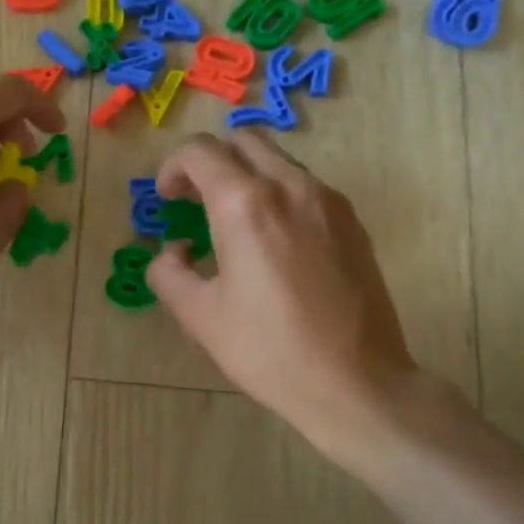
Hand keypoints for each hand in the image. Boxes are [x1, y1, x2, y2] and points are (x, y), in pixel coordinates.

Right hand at [147, 133, 420, 463]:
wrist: (356, 383)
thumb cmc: (268, 351)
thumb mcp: (198, 316)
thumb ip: (168, 272)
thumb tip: (174, 252)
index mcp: (245, 205)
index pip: (199, 152)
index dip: (172, 167)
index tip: (168, 199)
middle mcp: (290, 187)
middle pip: (243, 141)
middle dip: (210, 162)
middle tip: (195, 200)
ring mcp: (328, 201)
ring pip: (278, 160)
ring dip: (246, 176)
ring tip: (233, 223)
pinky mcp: (352, 221)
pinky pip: (305, 187)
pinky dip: (277, 194)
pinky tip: (273, 243)